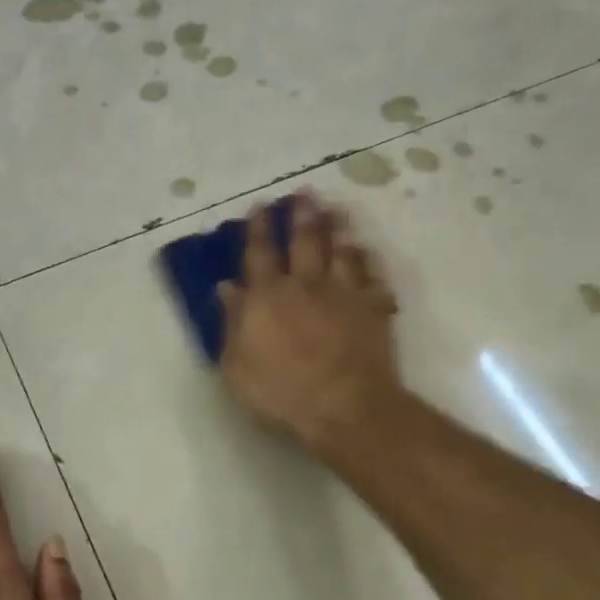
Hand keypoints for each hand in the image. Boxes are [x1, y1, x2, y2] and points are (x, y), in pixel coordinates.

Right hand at [217, 192, 400, 448]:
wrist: (344, 406)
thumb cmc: (280, 391)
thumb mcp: (236, 364)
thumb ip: (231, 322)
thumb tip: (226, 287)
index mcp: (267, 296)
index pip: (260, 253)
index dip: (259, 228)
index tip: (260, 206)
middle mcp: (305, 284)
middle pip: (305, 241)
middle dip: (302, 215)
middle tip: (305, 193)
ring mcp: (343, 294)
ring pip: (341, 250)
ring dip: (338, 227)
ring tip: (337, 208)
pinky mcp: (373, 308)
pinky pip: (373, 276)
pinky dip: (370, 261)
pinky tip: (368, 251)